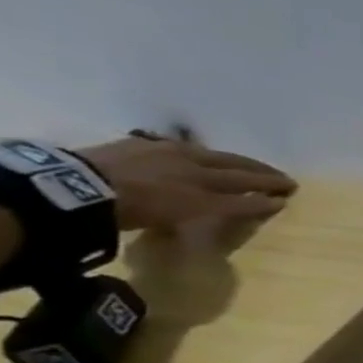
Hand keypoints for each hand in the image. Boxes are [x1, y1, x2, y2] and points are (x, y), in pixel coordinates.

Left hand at [79, 135, 296, 229]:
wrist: (76, 187)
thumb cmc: (133, 209)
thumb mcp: (181, 216)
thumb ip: (220, 207)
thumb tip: (252, 203)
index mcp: (203, 179)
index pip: (243, 187)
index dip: (265, 194)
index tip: (286, 198)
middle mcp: (191, 161)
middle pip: (234, 167)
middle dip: (261, 174)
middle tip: (282, 178)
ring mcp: (163, 150)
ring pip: (208, 154)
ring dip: (233, 161)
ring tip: (244, 165)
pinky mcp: (136, 145)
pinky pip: (175, 147)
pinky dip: (193, 153)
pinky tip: (192, 154)